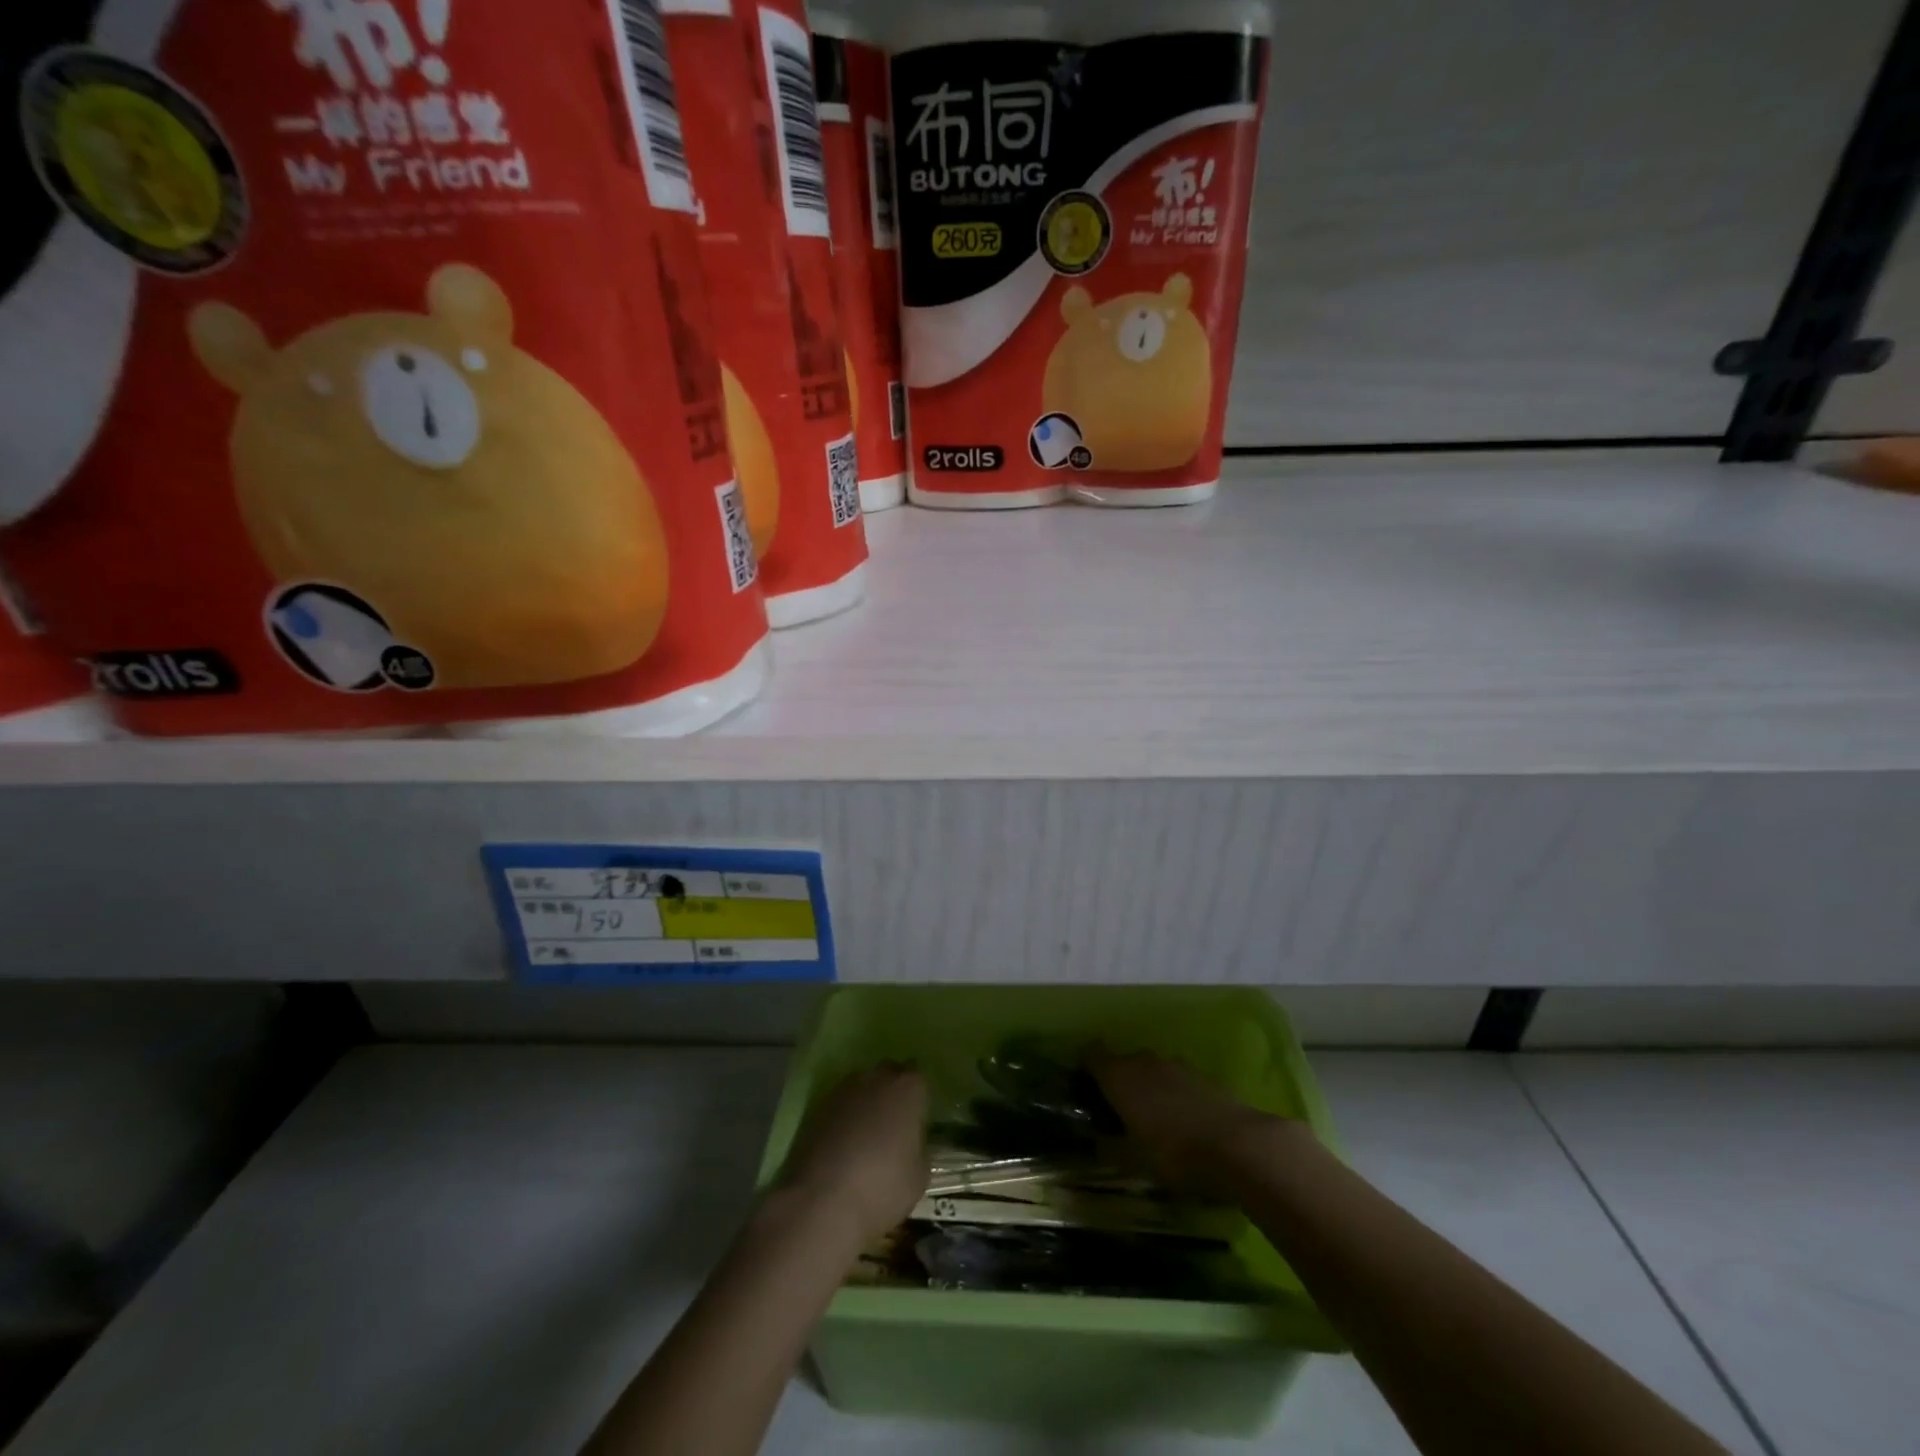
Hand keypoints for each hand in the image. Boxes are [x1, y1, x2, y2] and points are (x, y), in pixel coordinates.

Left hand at [776, 1064, 929, 1243]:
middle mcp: (876, 1079)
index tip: (917, 1117)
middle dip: (892, 1091)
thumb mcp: (919, 1176)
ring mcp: (844, 1090)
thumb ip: (919, 1148)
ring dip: (866, 1102)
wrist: (821, 1201)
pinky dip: (844, 1117)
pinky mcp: (818, 1107)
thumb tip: (912, 1142)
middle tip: (894, 1123)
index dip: (918, 1096)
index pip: (918, 1076)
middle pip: (888, 1073)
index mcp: (907, 1088)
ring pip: (862, 1086)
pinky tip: (844, 1145)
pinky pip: (840, 1104)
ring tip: (867, 1135)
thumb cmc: (882, 1187)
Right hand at [1089, 1047, 1295, 1193]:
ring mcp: (1177, 1065)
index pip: (1092, 1054)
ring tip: (1154, 1119)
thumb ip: (1110, 1148)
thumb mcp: (1133, 1160)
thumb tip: (1097, 1141)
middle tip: (1119, 1113)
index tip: (1086, 1090)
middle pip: (1123, 1062)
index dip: (1086, 1068)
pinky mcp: (1204, 1076)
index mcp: (1119, 1075)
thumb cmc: (1174, 1152)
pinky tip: (1183, 1122)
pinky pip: (1178, 1080)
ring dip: (1149, 1088)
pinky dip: (1174, 1094)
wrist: (1239, 1145)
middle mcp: (1144, 1060)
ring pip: (1152, 1070)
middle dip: (1119, 1082)